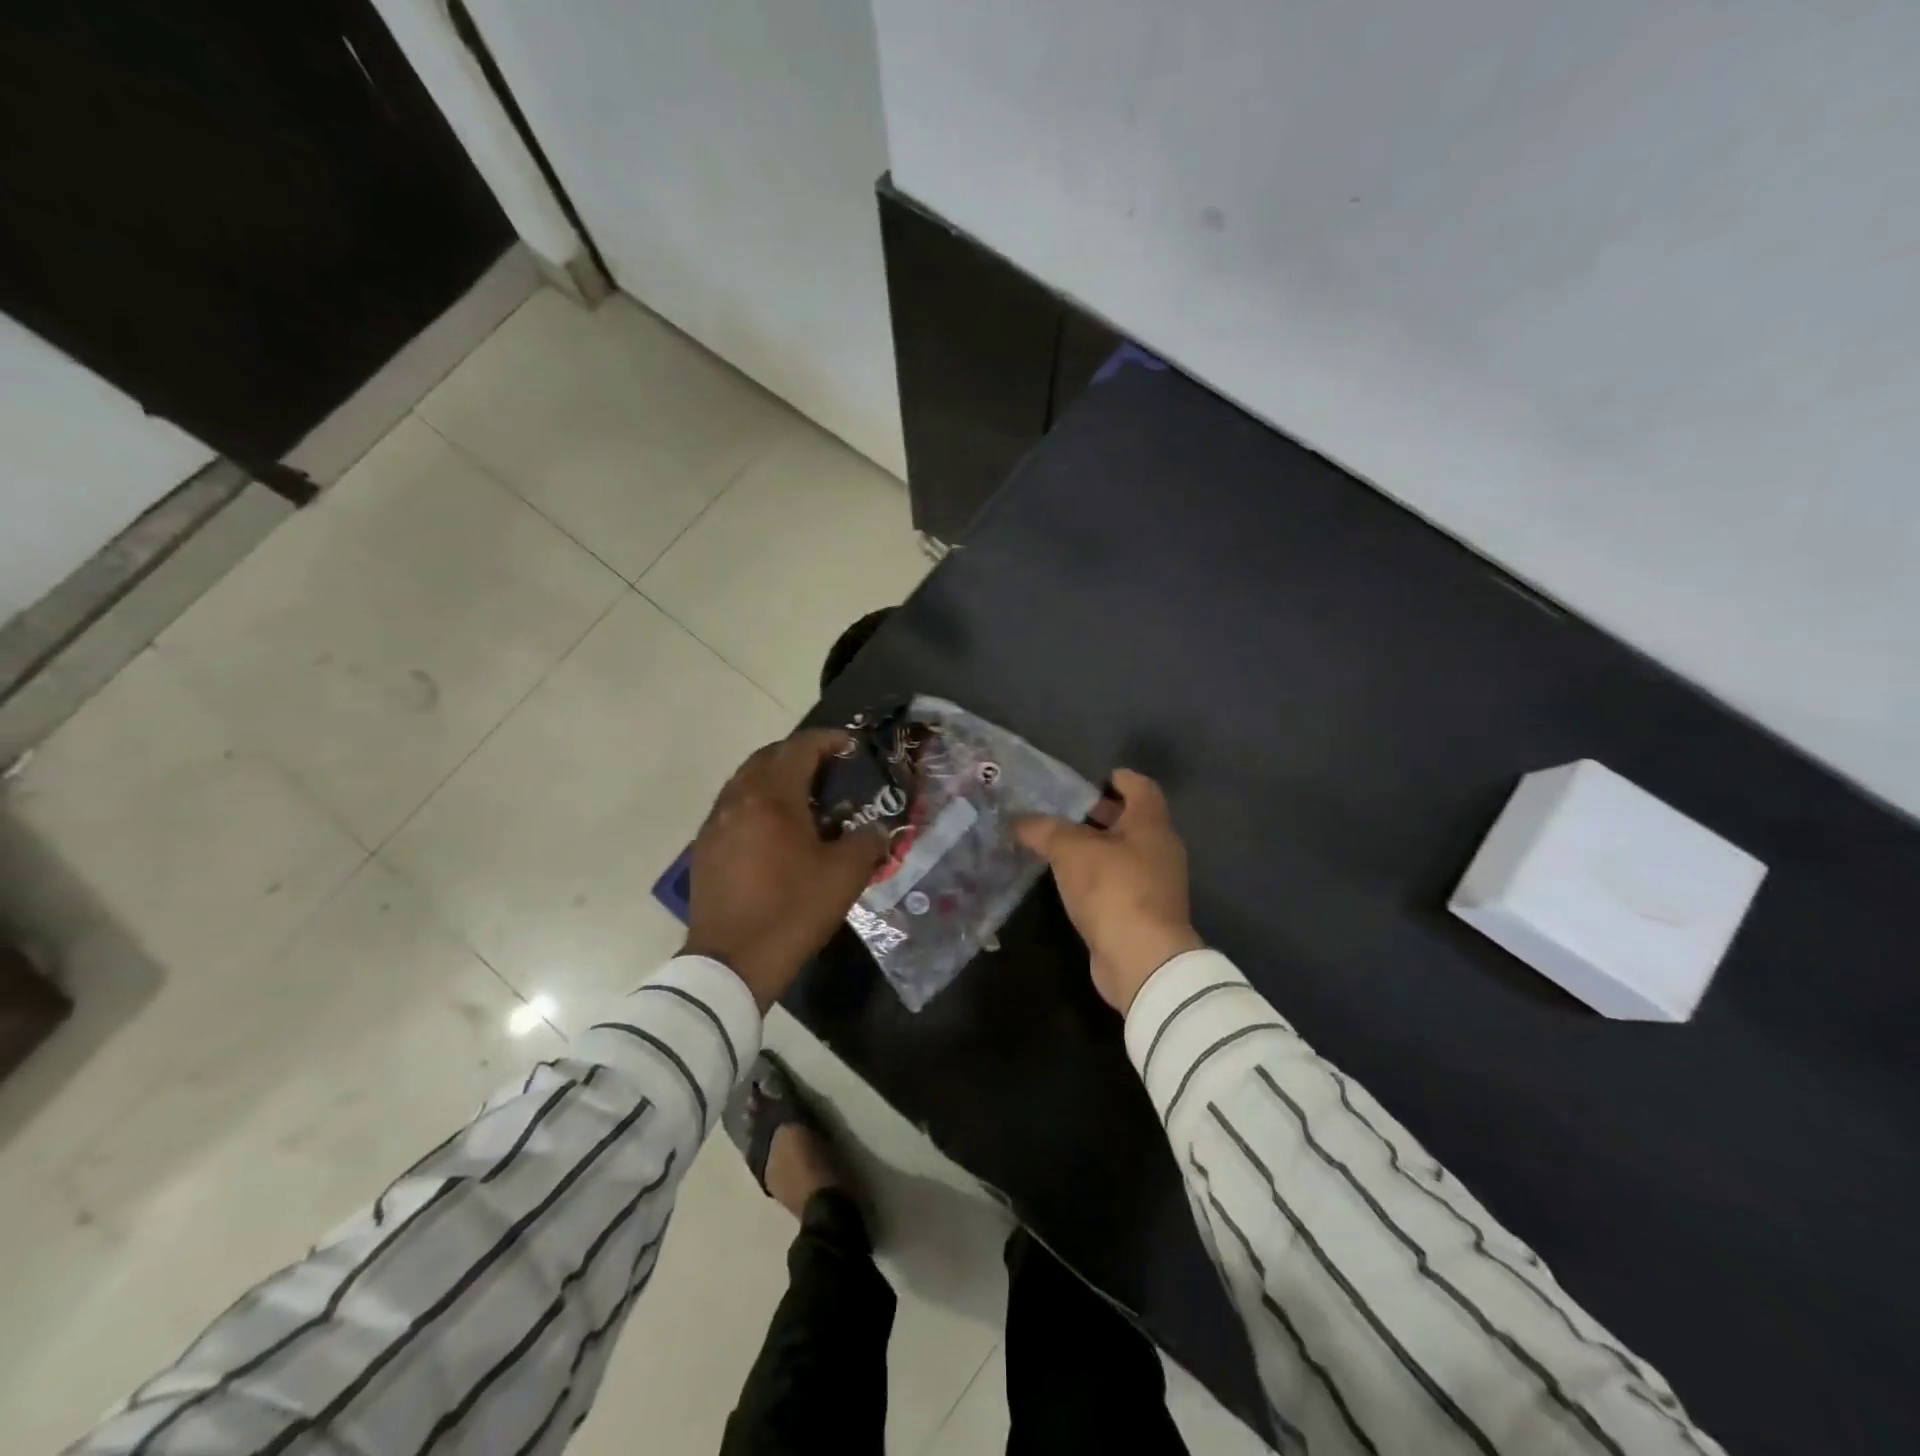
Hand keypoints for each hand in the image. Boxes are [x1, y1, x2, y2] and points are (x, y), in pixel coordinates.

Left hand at [684, 729, 887, 1009]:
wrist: (732, 963)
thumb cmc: (792, 911)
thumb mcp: (844, 875)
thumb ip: (867, 841)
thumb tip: (877, 828)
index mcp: (772, 797)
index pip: (800, 748)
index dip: (828, 740)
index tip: (850, 746)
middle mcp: (738, 799)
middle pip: (768, 757)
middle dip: (799, 754)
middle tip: (829, 768)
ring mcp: (715, 823)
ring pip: (746, 780)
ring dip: (774, 777)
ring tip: (803, 796)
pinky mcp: (704, 847)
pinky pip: (733, 807)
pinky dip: (756, 802)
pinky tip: (774, 829)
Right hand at [1015, 769, 1204, 1014]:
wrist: (1141, 959)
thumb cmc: (1113, 889)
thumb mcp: (1070, 850)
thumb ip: (1043, 829)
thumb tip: (1018, 820)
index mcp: (1150, 823)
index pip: (1140, 787)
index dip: (1117, 779)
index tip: (1091, 780)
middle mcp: (1159, 849)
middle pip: (1132, 820)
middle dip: (1100, 814)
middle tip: (1064, 813)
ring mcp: (1155, 884)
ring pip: (1124, 853)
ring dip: (1096, 848)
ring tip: (1057, 847)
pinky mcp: (1144, 913)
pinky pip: (1119, 882)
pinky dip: (1097, 876)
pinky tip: (1069, 882)